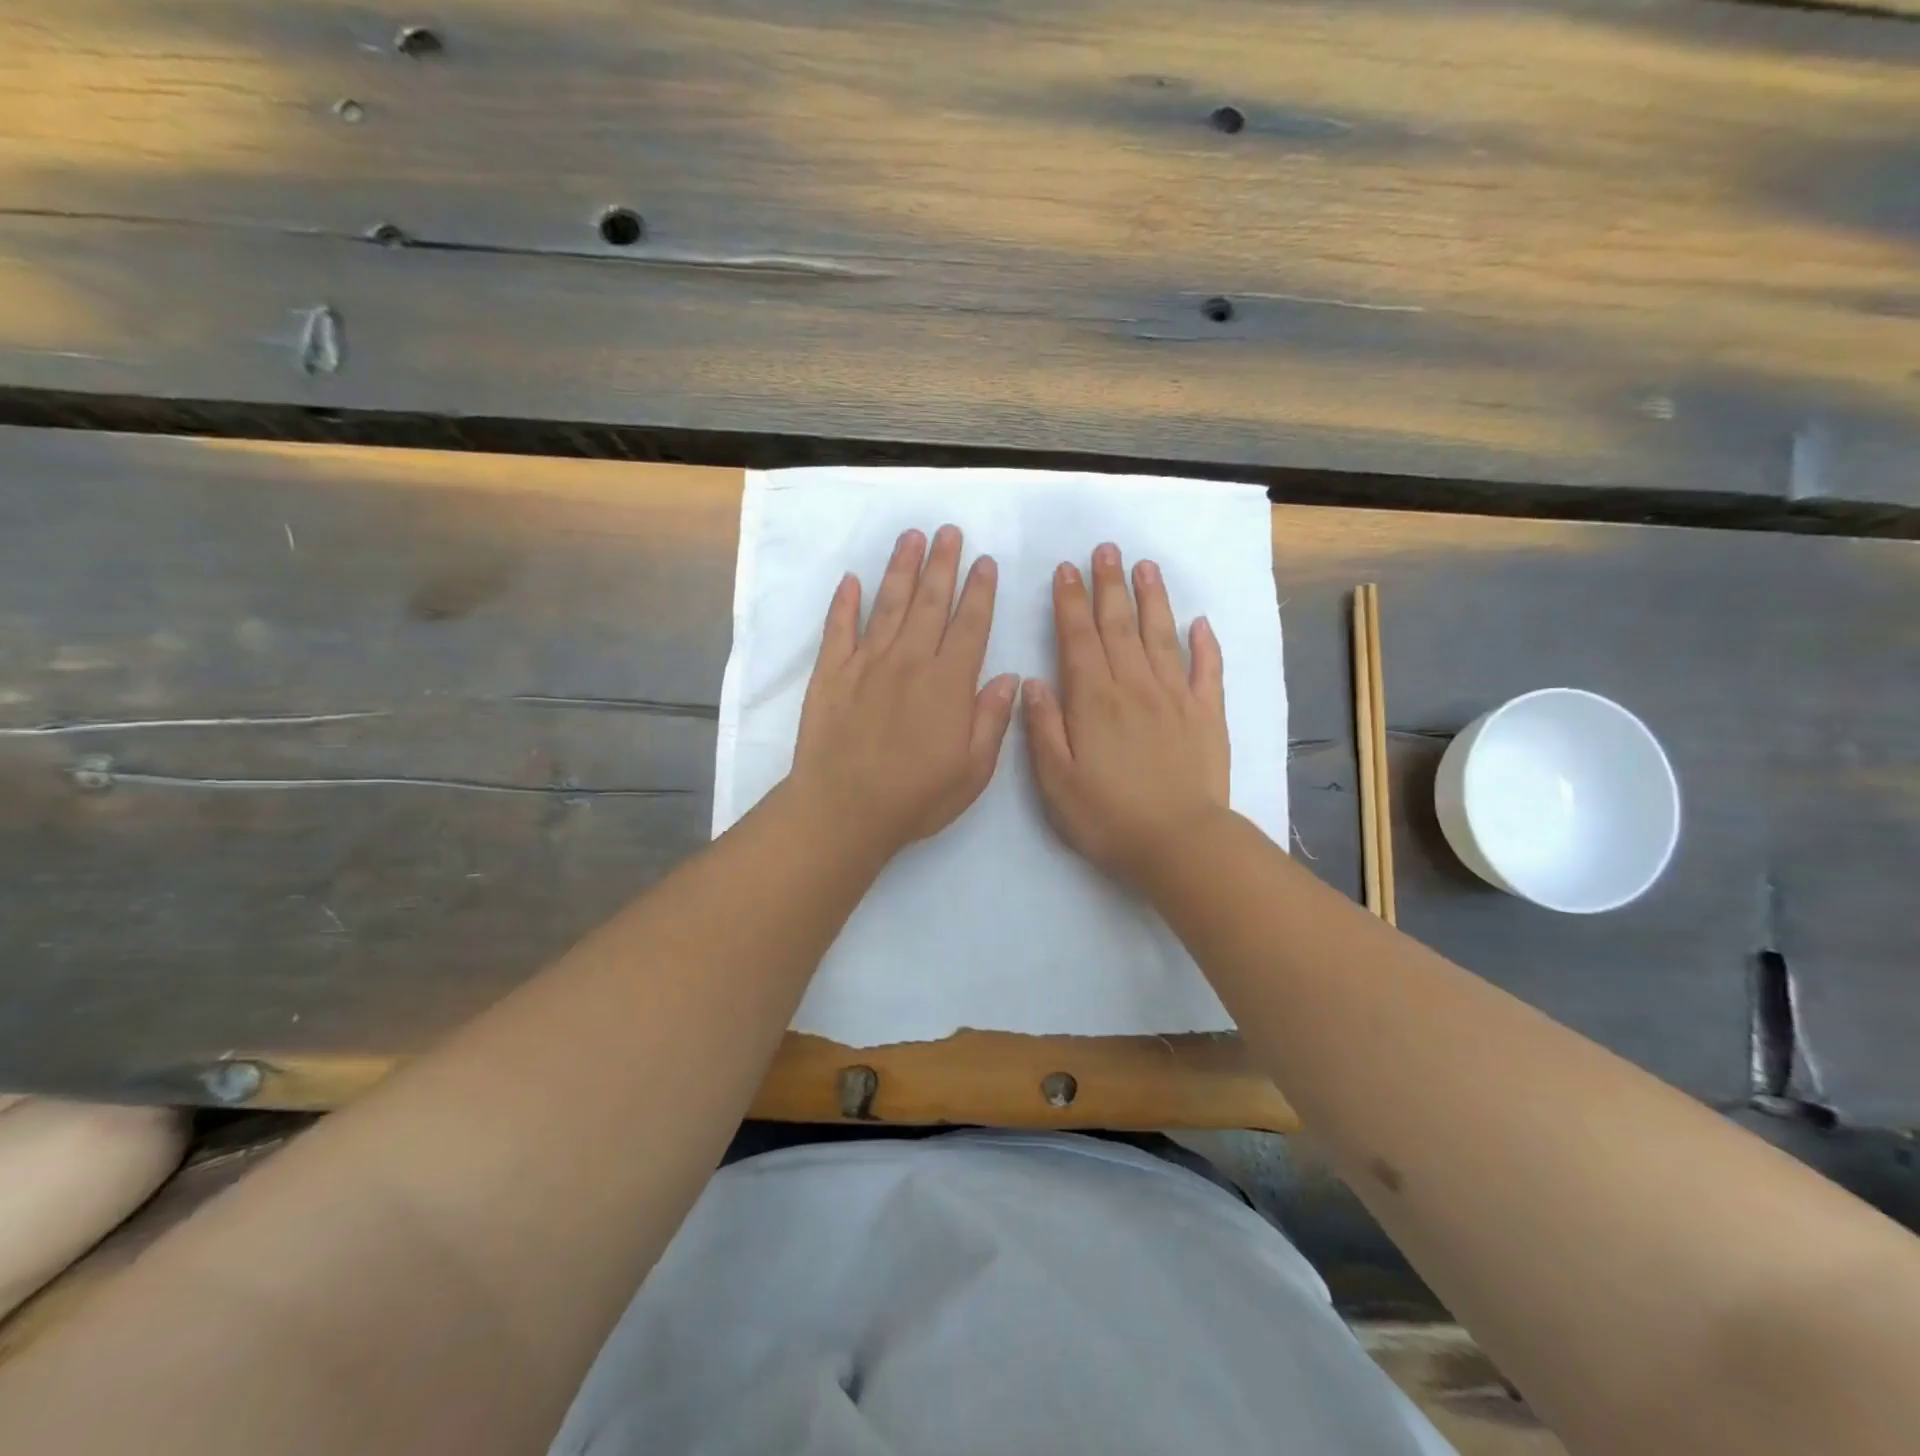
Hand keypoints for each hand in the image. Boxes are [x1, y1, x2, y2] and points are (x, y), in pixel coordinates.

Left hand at [791, 524, 1018, 858]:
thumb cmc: (916, 797)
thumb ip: (992, 720)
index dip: (979, 591)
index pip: (970, 625)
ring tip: (912, 537)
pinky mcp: (831, 673)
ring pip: (888, 604)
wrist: (844, 810)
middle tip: (949, 531)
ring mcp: (866, 663)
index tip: (984, 562)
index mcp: (948, 683)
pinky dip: (845, 602)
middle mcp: (909, 661)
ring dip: (902, 569)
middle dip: (943, 564)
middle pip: (930, 602)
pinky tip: (852, 579)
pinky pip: (838, 628)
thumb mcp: (972, 770)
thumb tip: (1010, 678)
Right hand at [1023, 542, 1228, 885]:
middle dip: (1110, 585)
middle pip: (1119, 626)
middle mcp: (1134, 686)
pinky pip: (1206, 670)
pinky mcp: (1207, 715)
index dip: (1071, 602)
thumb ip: (1044, 726)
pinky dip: (1204, 644)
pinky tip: (1200, 623)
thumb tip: (1033, 681)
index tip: (1068, 569)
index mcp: (1093, 700)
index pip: (1078, 638)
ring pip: (1161, 635)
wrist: (1179, 843)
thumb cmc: (1107, 816)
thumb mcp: (1056, 779)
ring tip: (1146, 567)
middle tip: (1107, 549)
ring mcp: (1175, 697)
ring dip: (1151, 599)